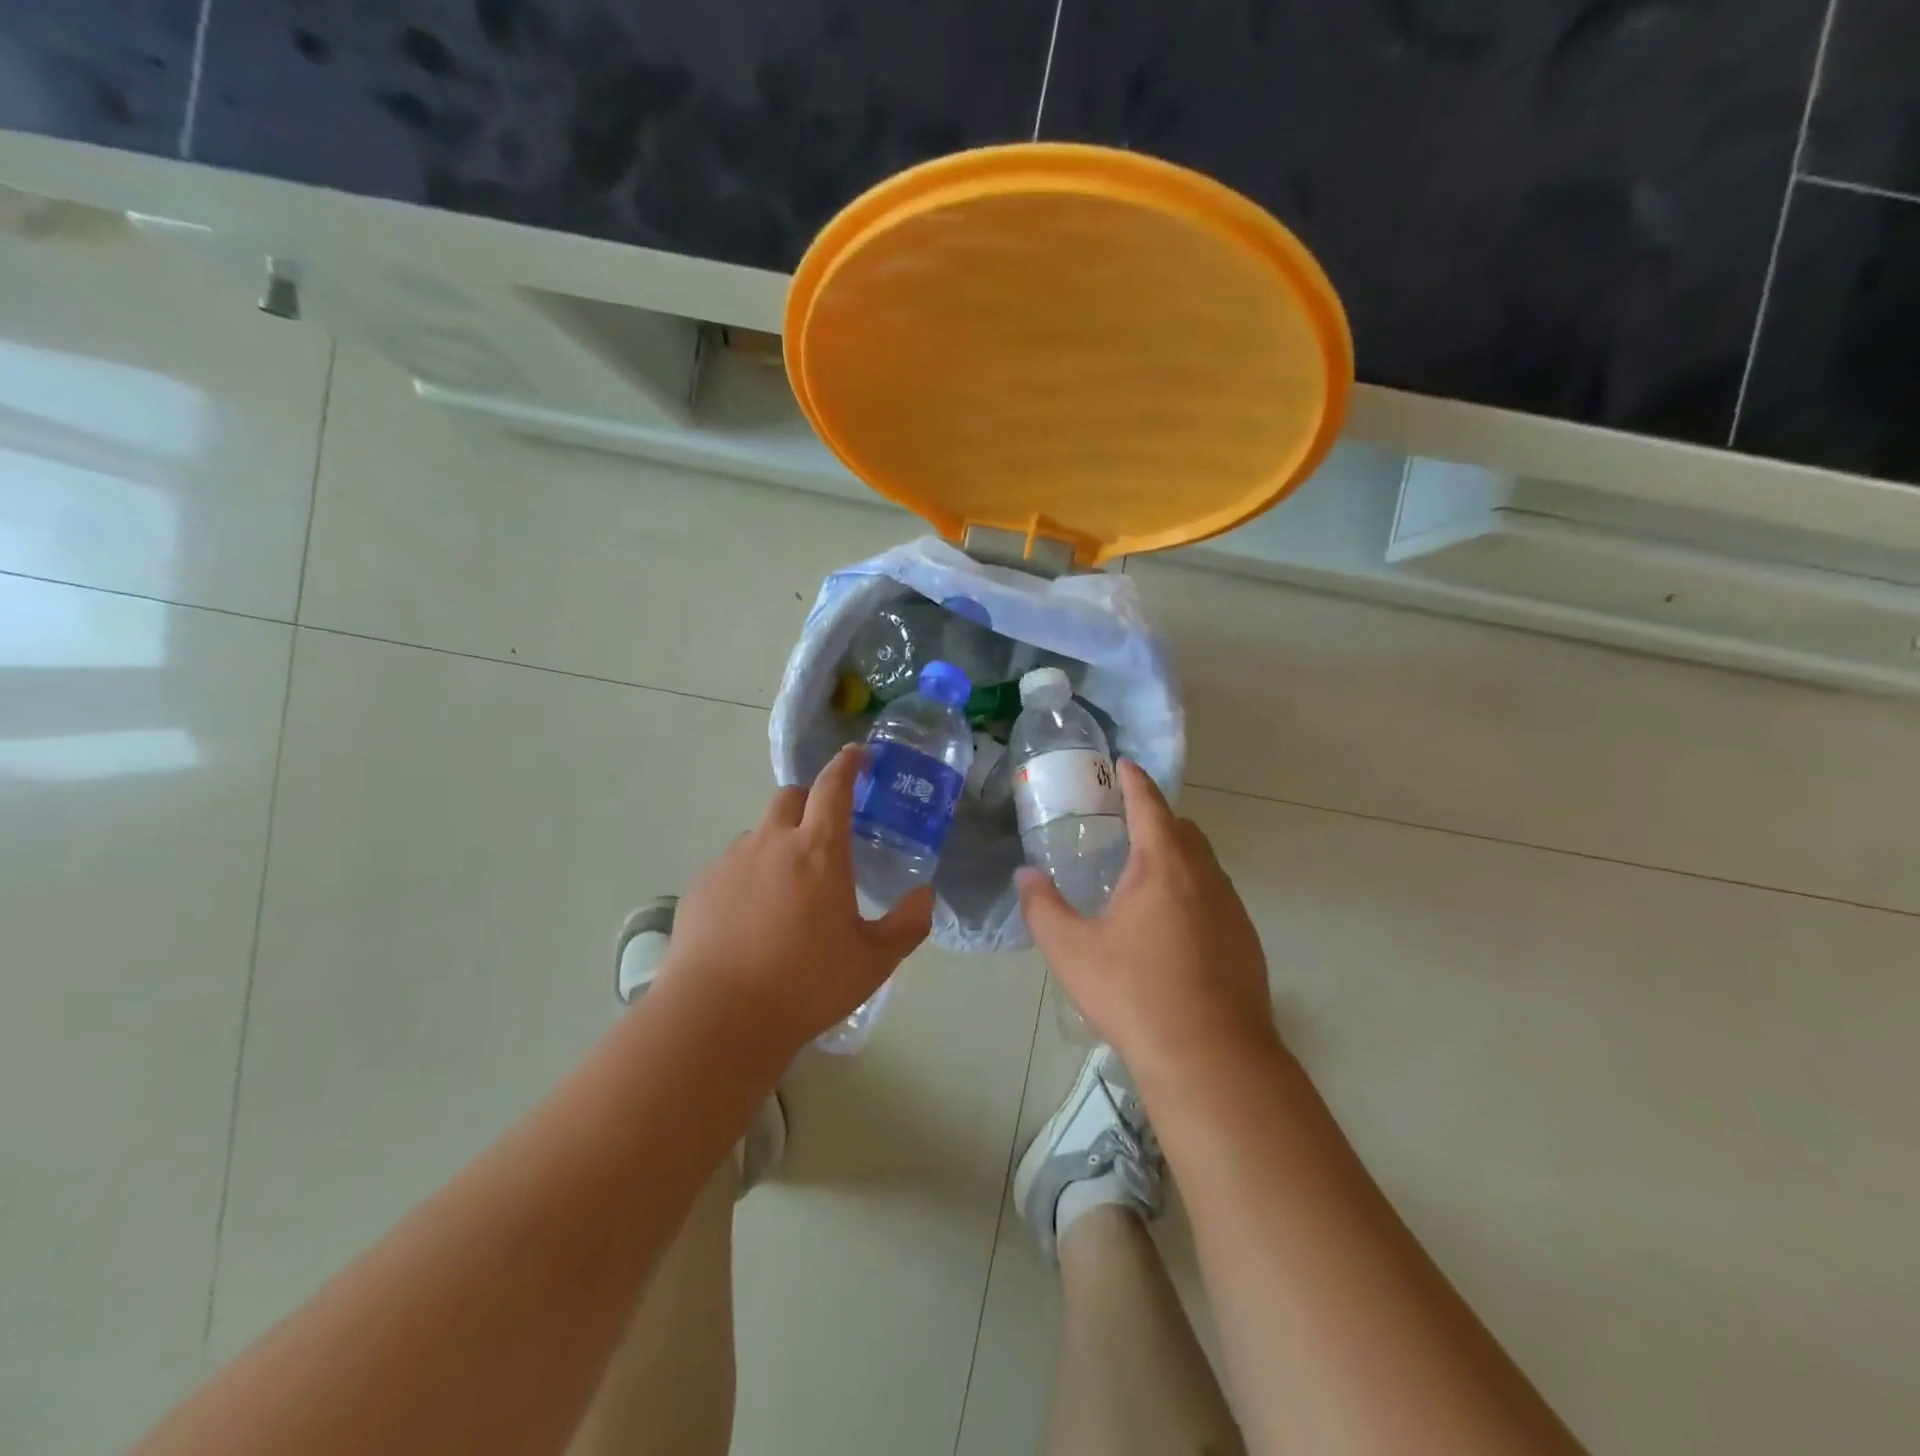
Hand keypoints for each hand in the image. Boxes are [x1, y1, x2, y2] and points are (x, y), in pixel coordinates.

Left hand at [660, 745, 932, 1058]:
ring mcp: (730, 863)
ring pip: (758, 835)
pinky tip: (750, 920)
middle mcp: (771, 843)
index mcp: (818, 850)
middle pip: (789, 798)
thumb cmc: (805, 984)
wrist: (717, 1018)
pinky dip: (748, 878)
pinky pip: (731, 867)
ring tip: (786, 892)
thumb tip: (925, 895)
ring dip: (777, 845)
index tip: (857, 755)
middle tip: (823, 834)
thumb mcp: (872, 962)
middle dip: (809, 802)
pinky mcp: (700, 888)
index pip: (833, 786)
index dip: (847, 764)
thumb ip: (907, 925)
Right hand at [1017, 761, 1279, 1081]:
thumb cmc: (1135, 994)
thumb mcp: (1071, 951)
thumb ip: (1042, 908)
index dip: (1134, 781)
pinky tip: (1174, 926)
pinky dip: (1194, 890)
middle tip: (1127, 825)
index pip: (1150, 805)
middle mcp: (1204, 876)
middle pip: (1183, 830)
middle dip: (1157, 818)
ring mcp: (1232, 909)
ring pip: (1204, 864)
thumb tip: (1026, 876)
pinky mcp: (1246, 940)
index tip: (1124, 764)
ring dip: (1178, 855)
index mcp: (1163, 866)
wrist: (1211, 1057)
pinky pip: (1217, 896)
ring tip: (1147, 876)